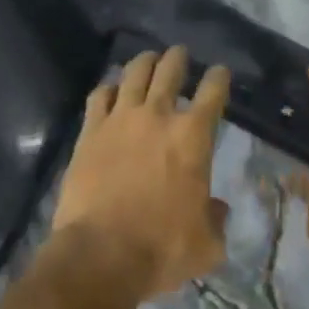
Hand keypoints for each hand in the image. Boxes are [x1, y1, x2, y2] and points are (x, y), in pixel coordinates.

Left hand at [51, 47, 231, 300]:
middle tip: (179, 54)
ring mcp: (119, 120)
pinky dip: (107, 89)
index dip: (218, 78)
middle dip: (178, 59)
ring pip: (133, 75)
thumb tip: (216, 208)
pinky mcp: (89, 132)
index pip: (212, 93)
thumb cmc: (163, 249)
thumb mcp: (208, 244)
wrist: (102, 254)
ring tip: (148, 58)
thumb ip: (216, 220)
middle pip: (169, 72)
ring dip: (144, 63)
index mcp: (194, 137)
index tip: (219, 71)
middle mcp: (157, 117)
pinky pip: (98, 97)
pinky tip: (110, 90)